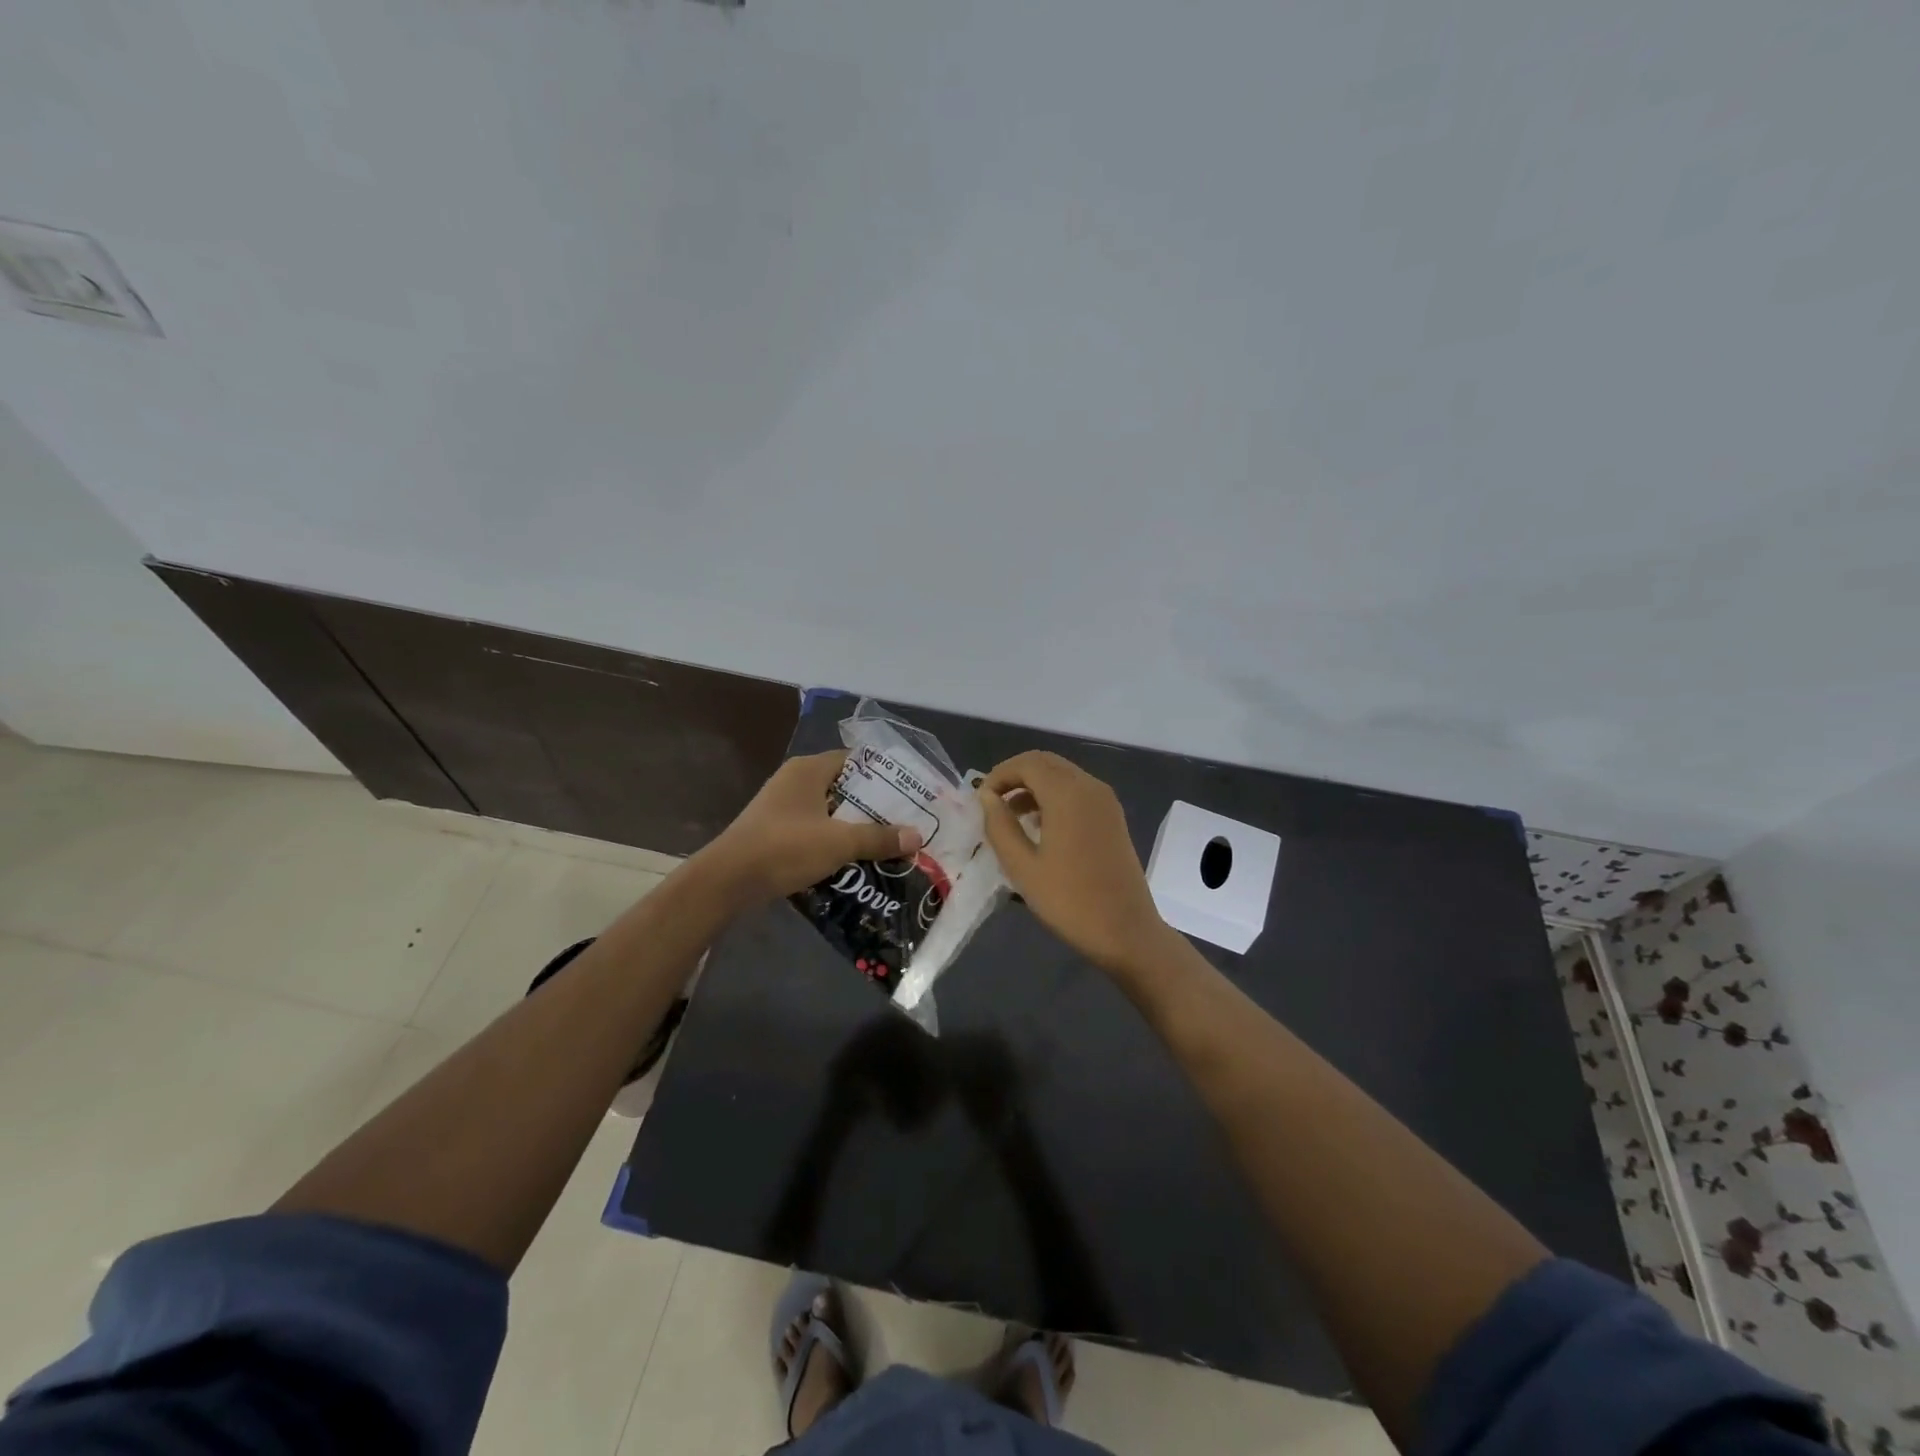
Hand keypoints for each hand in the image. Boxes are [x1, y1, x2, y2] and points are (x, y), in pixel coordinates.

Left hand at [701, 751, 922, 904]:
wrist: (727, 881)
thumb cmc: (785, 848)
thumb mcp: (839, 842)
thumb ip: (878, 838)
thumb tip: (917, 837)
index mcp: (809, 770)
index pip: (855, 760)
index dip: (882, 775)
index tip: (908, 793)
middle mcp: (795, 781)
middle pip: (844, 787)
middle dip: (872, 806)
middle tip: (903, 822)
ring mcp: (782, 807)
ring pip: (829, 812)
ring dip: (853, 827)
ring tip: (885, 843)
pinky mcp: (774, 832)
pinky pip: (813, 830)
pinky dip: (832, 842)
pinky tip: (853, 861)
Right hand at [977, 751, 1172, 974]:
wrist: (1126, 931)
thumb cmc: (1069, 900)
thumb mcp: (1022, 866)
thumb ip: (1000, 826)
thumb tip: (987, 797)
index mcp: (1067, 794)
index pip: (1027, 763)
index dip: (999, 774)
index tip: (980, 799)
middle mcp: (1089, 787)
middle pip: (1046, 763)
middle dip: (1016, 776)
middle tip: (992, 803)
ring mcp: (1106, 801)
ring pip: (1063, 775)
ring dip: (1034, 786)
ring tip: (1011, 817)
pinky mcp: (1113, 817)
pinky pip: (1078, 792)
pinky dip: (1054, 797)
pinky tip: (1041, 827)